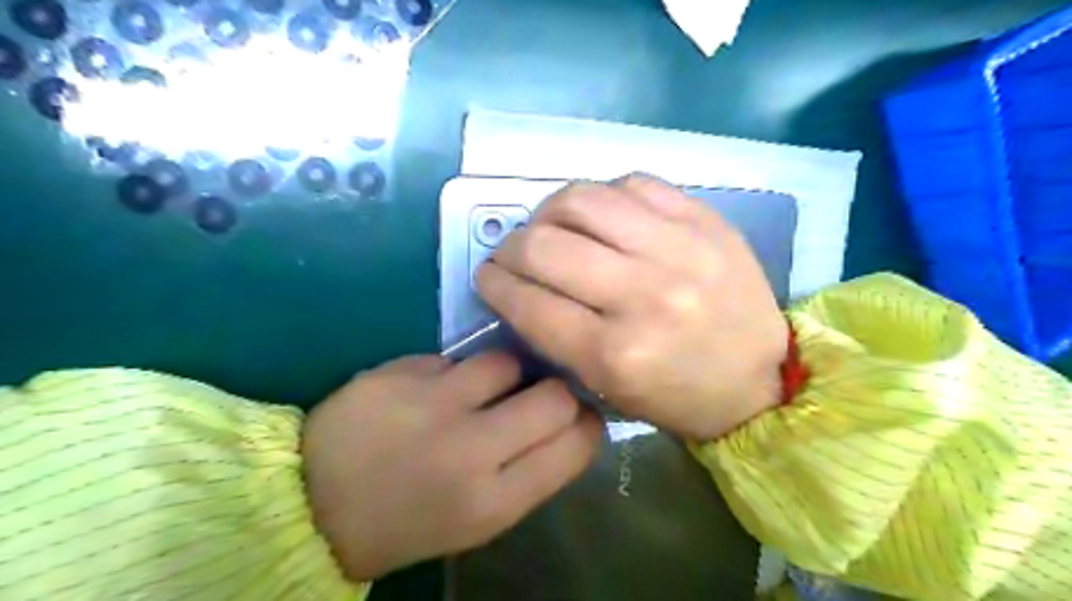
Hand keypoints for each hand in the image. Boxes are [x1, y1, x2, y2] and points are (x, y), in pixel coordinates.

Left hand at [300, 351, 601, 582]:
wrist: (314, 506)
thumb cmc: (410, 520)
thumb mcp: (480, 518)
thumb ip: (530, 471)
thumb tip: (570, 421)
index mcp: (494, 501)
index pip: (575, 444)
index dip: (587, 423)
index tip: (580, 415)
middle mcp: (470, 449)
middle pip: (554, 396)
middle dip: (558, 392)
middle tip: (540, 395)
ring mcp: (431, 404)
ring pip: (506, 362)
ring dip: (505, 374)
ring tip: (481, 390)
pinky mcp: (399, 373)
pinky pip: (454, 359)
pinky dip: (454, 373)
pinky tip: (432, 392)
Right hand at [478, 173, 783, 440]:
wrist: (759, 378)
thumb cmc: (676, 395)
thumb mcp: (606, 388)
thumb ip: (555, 336)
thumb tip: (518, 283)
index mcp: (615, 353)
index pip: (528, 301)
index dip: (493, 284)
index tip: (487, 276)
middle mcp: (643, 296)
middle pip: (544, 245)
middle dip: (511, 246)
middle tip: (513, 253)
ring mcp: (678, 249)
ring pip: (583, 200)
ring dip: (549, 211)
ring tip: (551, 226)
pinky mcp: (704, 221)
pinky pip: (632, 184)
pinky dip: (603, 197)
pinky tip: (602, 216)